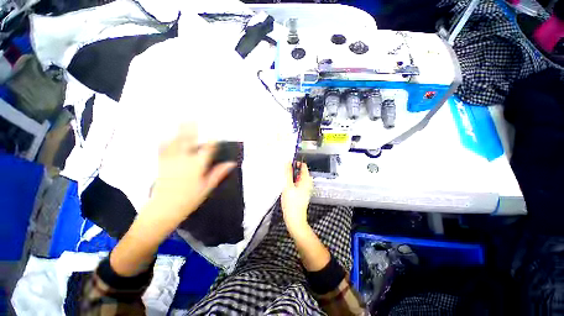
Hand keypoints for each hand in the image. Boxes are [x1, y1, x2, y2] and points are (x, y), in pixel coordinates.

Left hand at [149, 125, 235, 223]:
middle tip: (193, 118)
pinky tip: (166, 135)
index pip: (207, 149)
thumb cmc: (189, 199)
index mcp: (197, 166)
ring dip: (179, 131)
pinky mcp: (162, 163)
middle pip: (189, 141)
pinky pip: (162, 148)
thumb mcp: (207, 187)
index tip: (215, 134)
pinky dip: (165, 141)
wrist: (164, 208)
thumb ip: (219, 173)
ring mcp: (171, 160)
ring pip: (175, 141)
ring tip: (182, 121)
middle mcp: (184, 160)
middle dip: (191, 129)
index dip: (212, 141)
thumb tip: (231, 163)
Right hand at [281, 162, 312, 233]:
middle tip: (285, 174)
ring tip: (285, 180)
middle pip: (301, 172)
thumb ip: (288, 173)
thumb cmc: (291, 203)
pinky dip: (293, 182)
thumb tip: (288, 162)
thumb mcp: (288, 186)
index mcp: (306, 180)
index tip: (288, 165)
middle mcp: (308, 183)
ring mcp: (306, 189)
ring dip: (292, 177)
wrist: (295, 219)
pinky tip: (287, 187)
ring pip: (299, 178)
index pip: (303, 166)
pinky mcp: (302, 193)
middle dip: (293, 171)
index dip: (296, 163)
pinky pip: (298, 184)